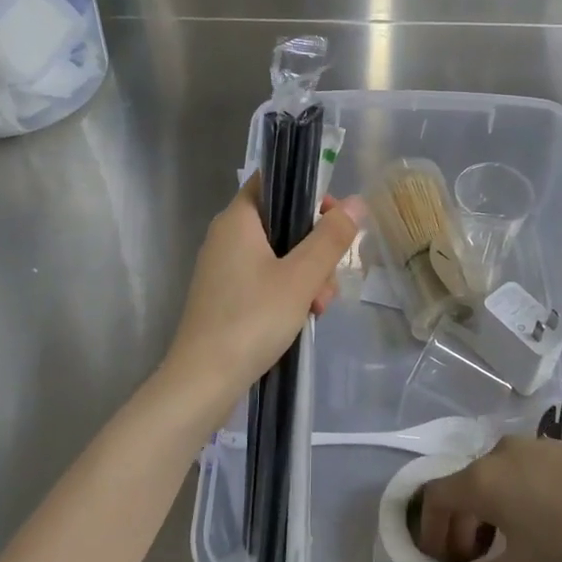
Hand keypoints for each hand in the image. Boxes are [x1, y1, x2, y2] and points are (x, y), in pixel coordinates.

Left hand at [161, 175, 364, 410]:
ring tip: (317, 308)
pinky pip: (266, 280)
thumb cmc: (252, 319)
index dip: (307, 192)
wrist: (204, 380)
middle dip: (315, 249)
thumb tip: (357, 203)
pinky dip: (289, 293)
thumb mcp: (301, 277)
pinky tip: (303, 319)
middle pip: (283, 224)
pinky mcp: (227, 297)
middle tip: (329, 279)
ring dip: (307, 277)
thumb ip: (330, 238)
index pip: (272, 182)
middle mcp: (227, 237)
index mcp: (238, 220)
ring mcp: (225, 269)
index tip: (334, 218)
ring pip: (280, 256)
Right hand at [415, 436, 561, 561]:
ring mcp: (532, 445)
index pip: (435, 497)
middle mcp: (499, 453)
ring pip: (495, 476)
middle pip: (465, 485)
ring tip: (508, 543)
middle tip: (473, 560)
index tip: (441, 560)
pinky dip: (516, 494)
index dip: (431, 529)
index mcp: (481, 479)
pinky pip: (522, 469)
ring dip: (490, 509)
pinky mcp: (560, 447)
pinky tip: (541, 522)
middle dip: (462, 524)